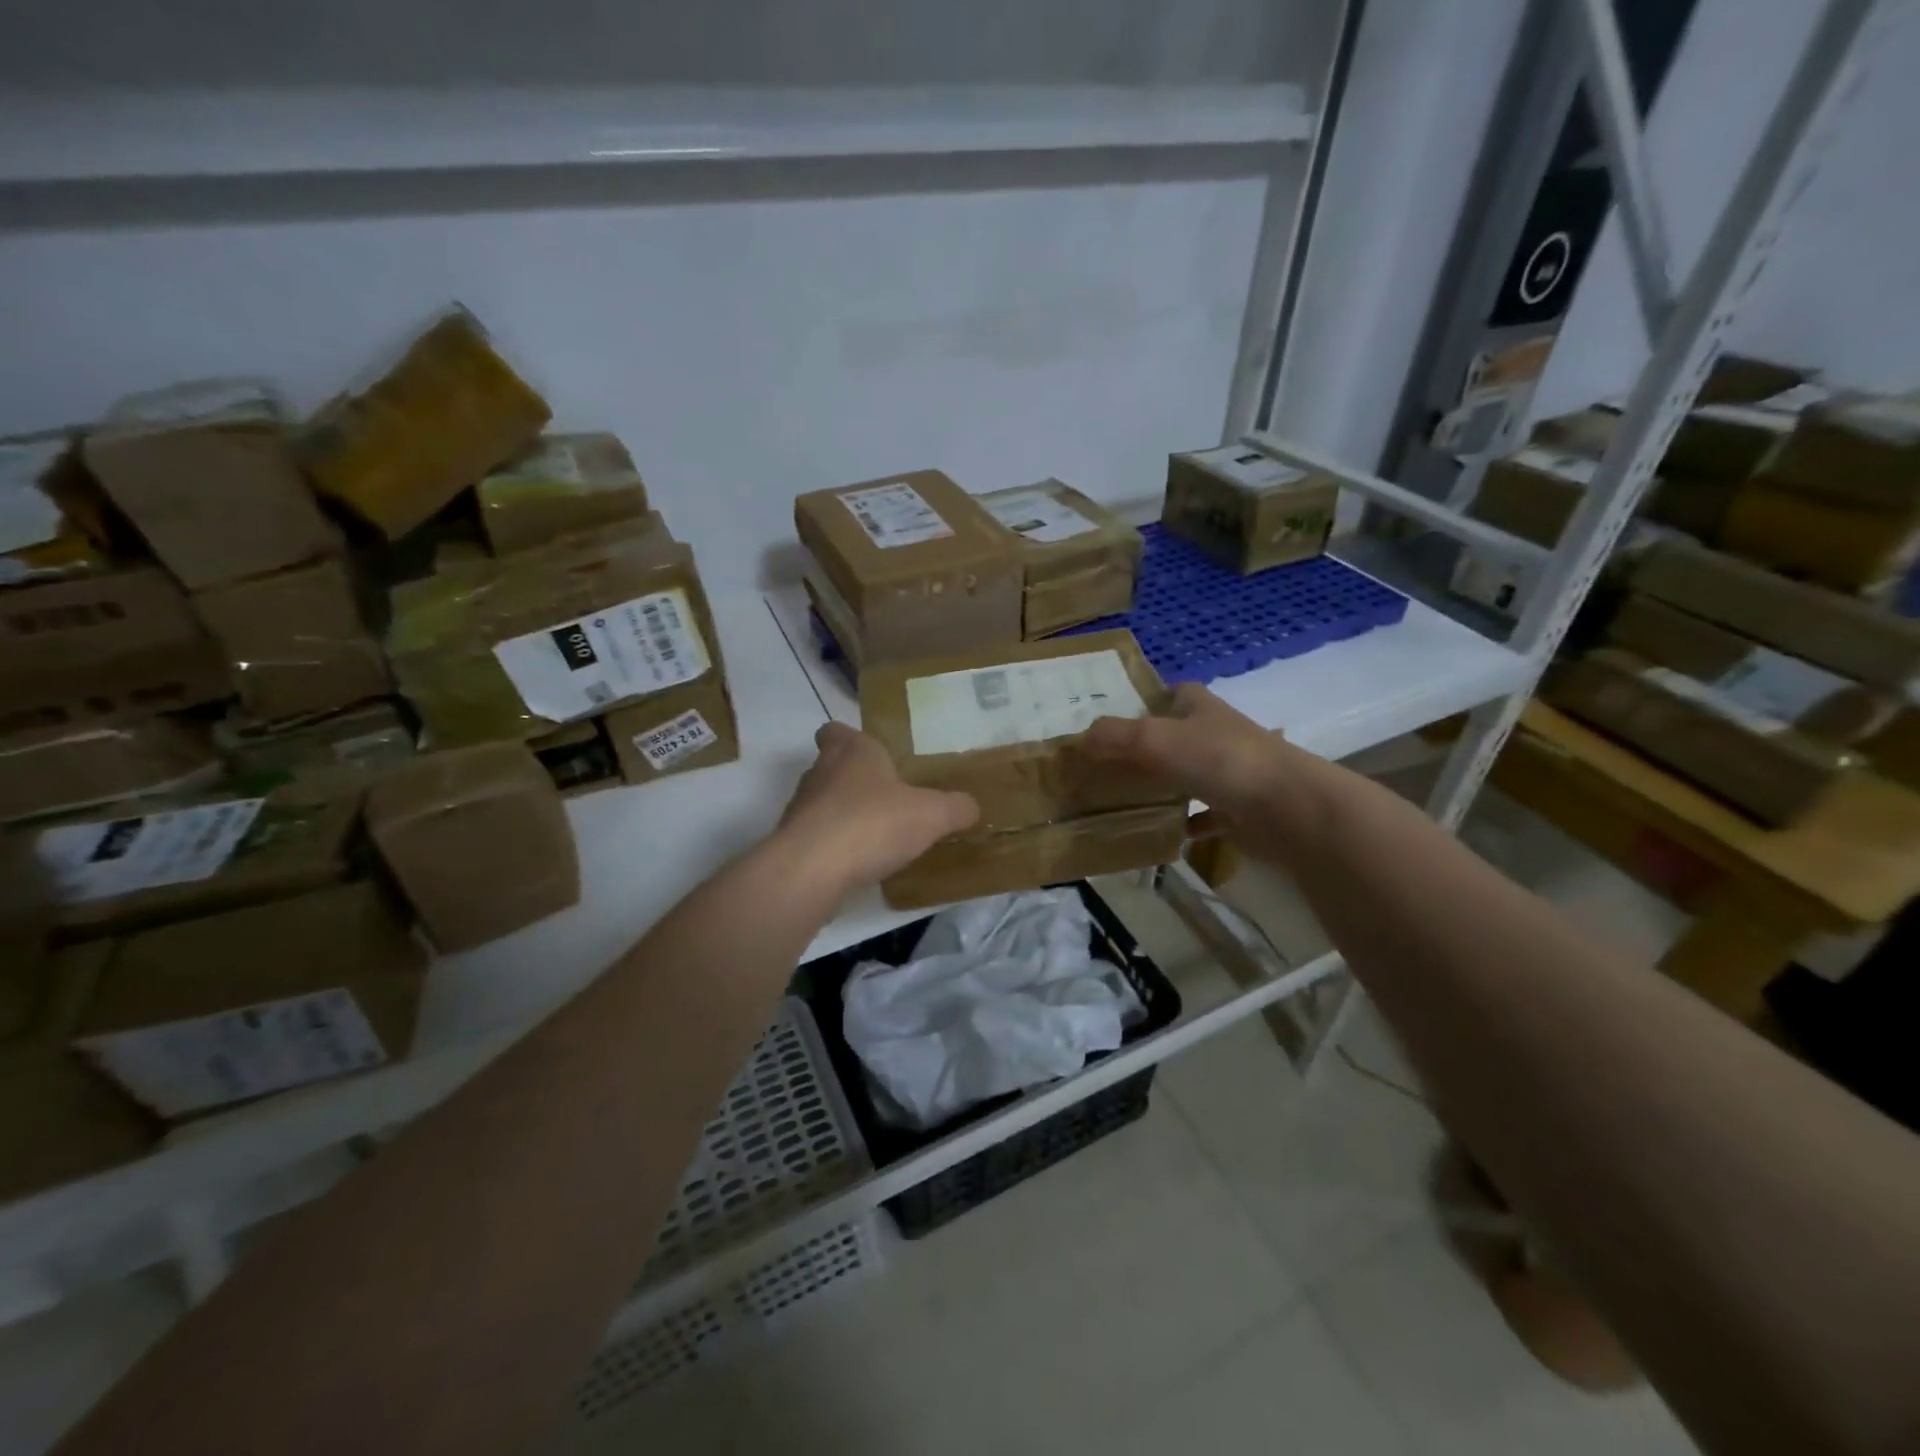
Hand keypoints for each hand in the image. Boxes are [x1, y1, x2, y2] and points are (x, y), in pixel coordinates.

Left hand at [777, 722, 978, 896]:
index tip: (873, 755)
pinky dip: (836, 847)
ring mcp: (801, 809)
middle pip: (833, 767)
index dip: (851, 739)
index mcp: (851, 750)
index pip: (837, 731)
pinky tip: (859, 865)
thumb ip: (955, 807)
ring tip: (878, 837)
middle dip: (857, 781)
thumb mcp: (932, 814)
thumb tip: (971, 807)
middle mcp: (820, 772)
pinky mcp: (792, 844)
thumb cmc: (873, 823)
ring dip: (846, 816)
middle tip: (889, 799)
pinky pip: (818, 838)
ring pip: (824, 803)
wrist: (812, 870)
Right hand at [1081, 683, 1327, 863]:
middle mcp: (1217, 732)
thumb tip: (1078, 740)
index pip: (1170, 693)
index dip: (1145, 703)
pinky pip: (1206, 813)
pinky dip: (1188, 822)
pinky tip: (1166, 833)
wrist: (1287, 807)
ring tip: (1126, 800)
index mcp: (1200, 705)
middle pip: (1175, 735)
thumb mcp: (1155, 739)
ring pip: (1189, 774)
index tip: (1113, 724)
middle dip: (1146, 749)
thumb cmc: (1220, 760)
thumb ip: (1114, 736)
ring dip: (1165, 785)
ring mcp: (1232, 771)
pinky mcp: (1242, 807)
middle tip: (1107, 767)